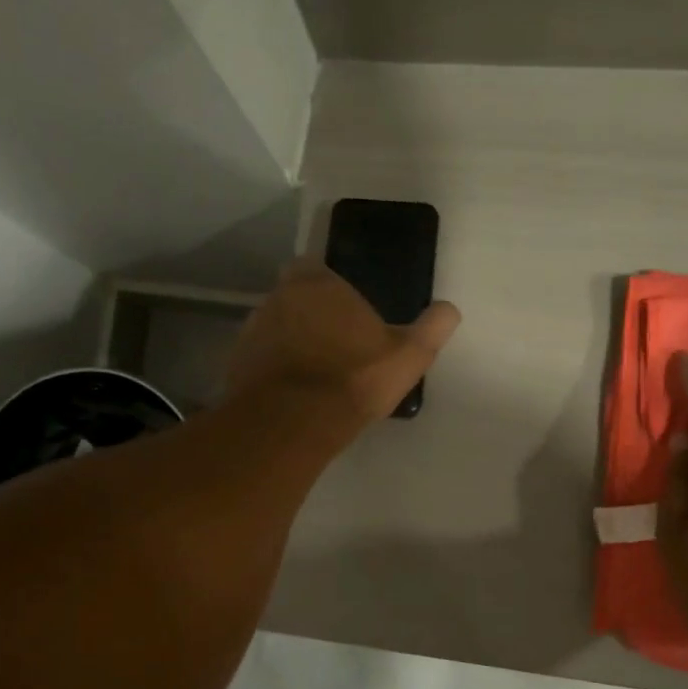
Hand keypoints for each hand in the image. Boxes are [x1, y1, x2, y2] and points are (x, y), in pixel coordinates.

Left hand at [226, 260, 462, 422]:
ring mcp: (251, 330)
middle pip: (291, 296)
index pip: (312, 266)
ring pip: (273, 326)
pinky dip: (271, 367)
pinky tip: (290, 392)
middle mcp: (277, 297)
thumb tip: (451, 309)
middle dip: (307, 313)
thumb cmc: (353, 378)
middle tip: (332, 342)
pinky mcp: (236, 363)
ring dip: (288, 340)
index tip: (342, 308)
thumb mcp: (408, 356)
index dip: (326, 284)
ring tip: (312, 371)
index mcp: (316, 283)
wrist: (293, 422)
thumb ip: (432, 328)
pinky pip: (258, 358)